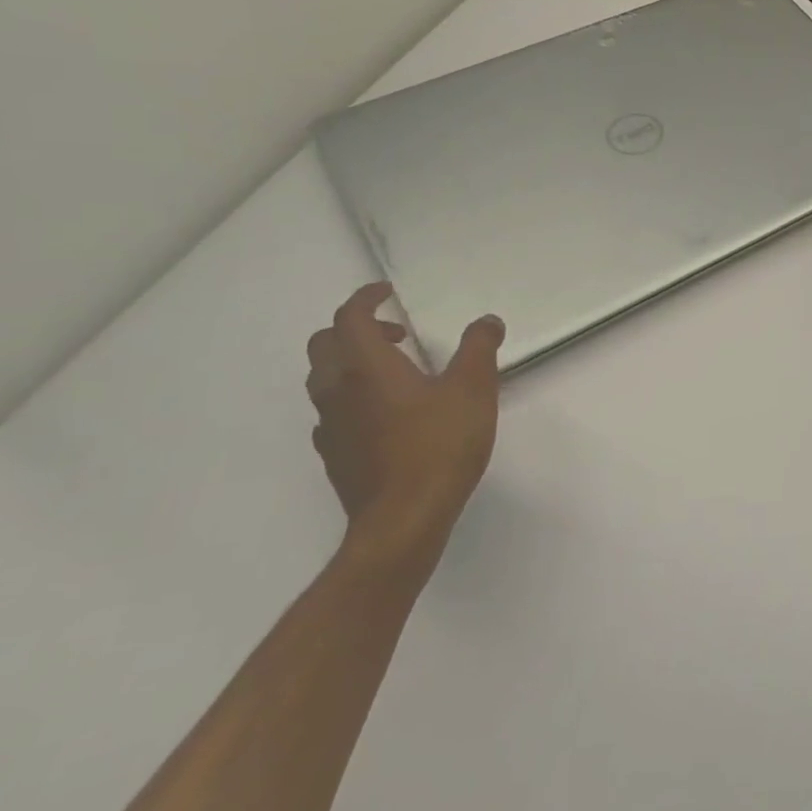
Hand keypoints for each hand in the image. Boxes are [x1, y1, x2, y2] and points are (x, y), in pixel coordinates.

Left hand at [305, 283, 505, 571]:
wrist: (403, 518)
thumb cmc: (440, 445)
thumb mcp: (474, 389)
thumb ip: (479, 348)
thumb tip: (486, 321)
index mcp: (366, 366)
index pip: (349, 317)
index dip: (366, 298)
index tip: (386, 292)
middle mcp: (337, 389)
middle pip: (325, 344)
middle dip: (356, 328)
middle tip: (396, 332)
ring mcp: (330, 424)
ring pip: (325, 378)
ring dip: (352, 362)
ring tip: (395, 371)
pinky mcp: (334, 454)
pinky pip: (333, 410)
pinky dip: (352, 396)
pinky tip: (385, 413)